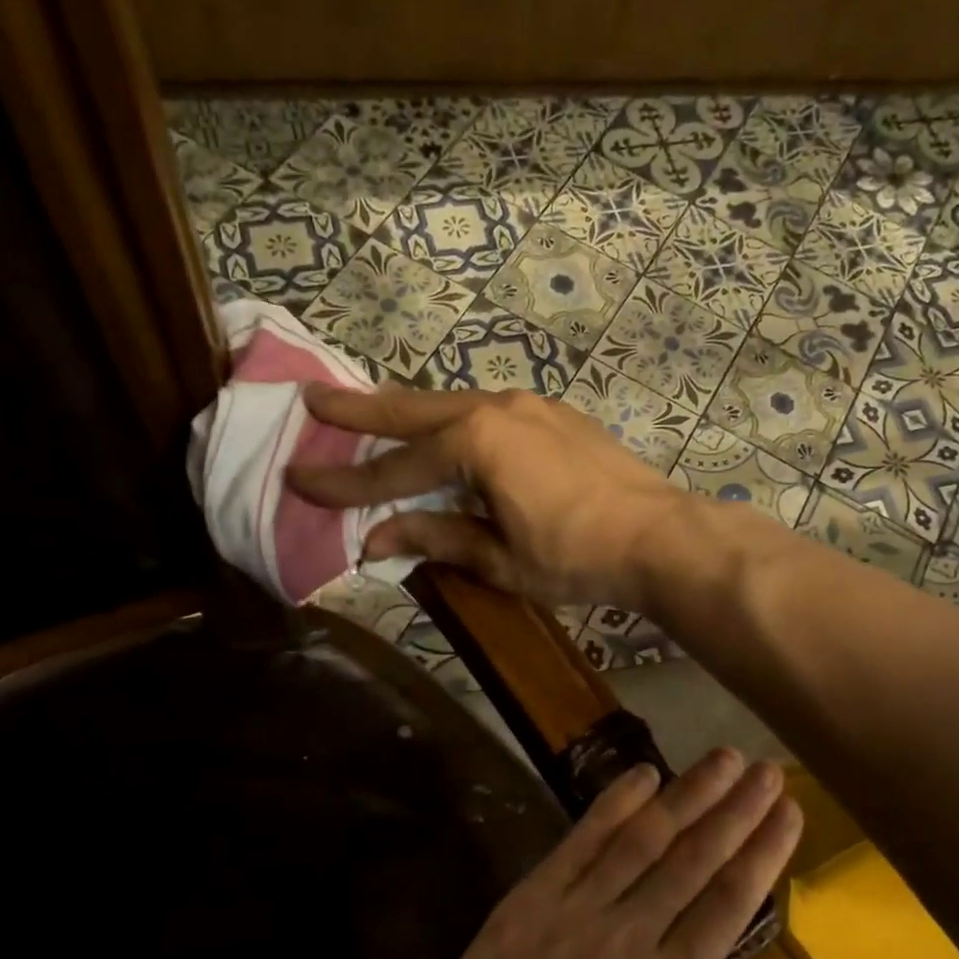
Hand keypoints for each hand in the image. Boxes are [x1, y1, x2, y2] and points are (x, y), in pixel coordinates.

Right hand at [285, 383, 689, 607]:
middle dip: (361, 412)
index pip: (395, 469)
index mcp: (476, 442)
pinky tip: (444, 429)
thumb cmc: (577, 556)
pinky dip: (452, 419)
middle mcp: (496, 408)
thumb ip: (438, 538)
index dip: (346, 484)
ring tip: (369, 410)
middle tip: (314, 400)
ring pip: (452, 403)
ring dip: (408, 410)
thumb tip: (377, 538)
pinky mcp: (554, 415)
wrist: (661, 536)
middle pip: (414, 411)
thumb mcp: (501, 558)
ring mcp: (530, 405)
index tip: (297, 479)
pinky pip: (486, 410)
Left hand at [392, 750, 801, 958]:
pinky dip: (612, 805)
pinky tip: (640, 775)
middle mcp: (629, 934)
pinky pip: (579, 842)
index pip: (729, 903)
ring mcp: (576, 910)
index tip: (789, 810)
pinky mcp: (530, 900)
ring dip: (686, 794)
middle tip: (767, 768)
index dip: (763, 851)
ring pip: (643, 838)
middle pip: (694, 858)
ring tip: (722, 758)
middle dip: (735, 809)